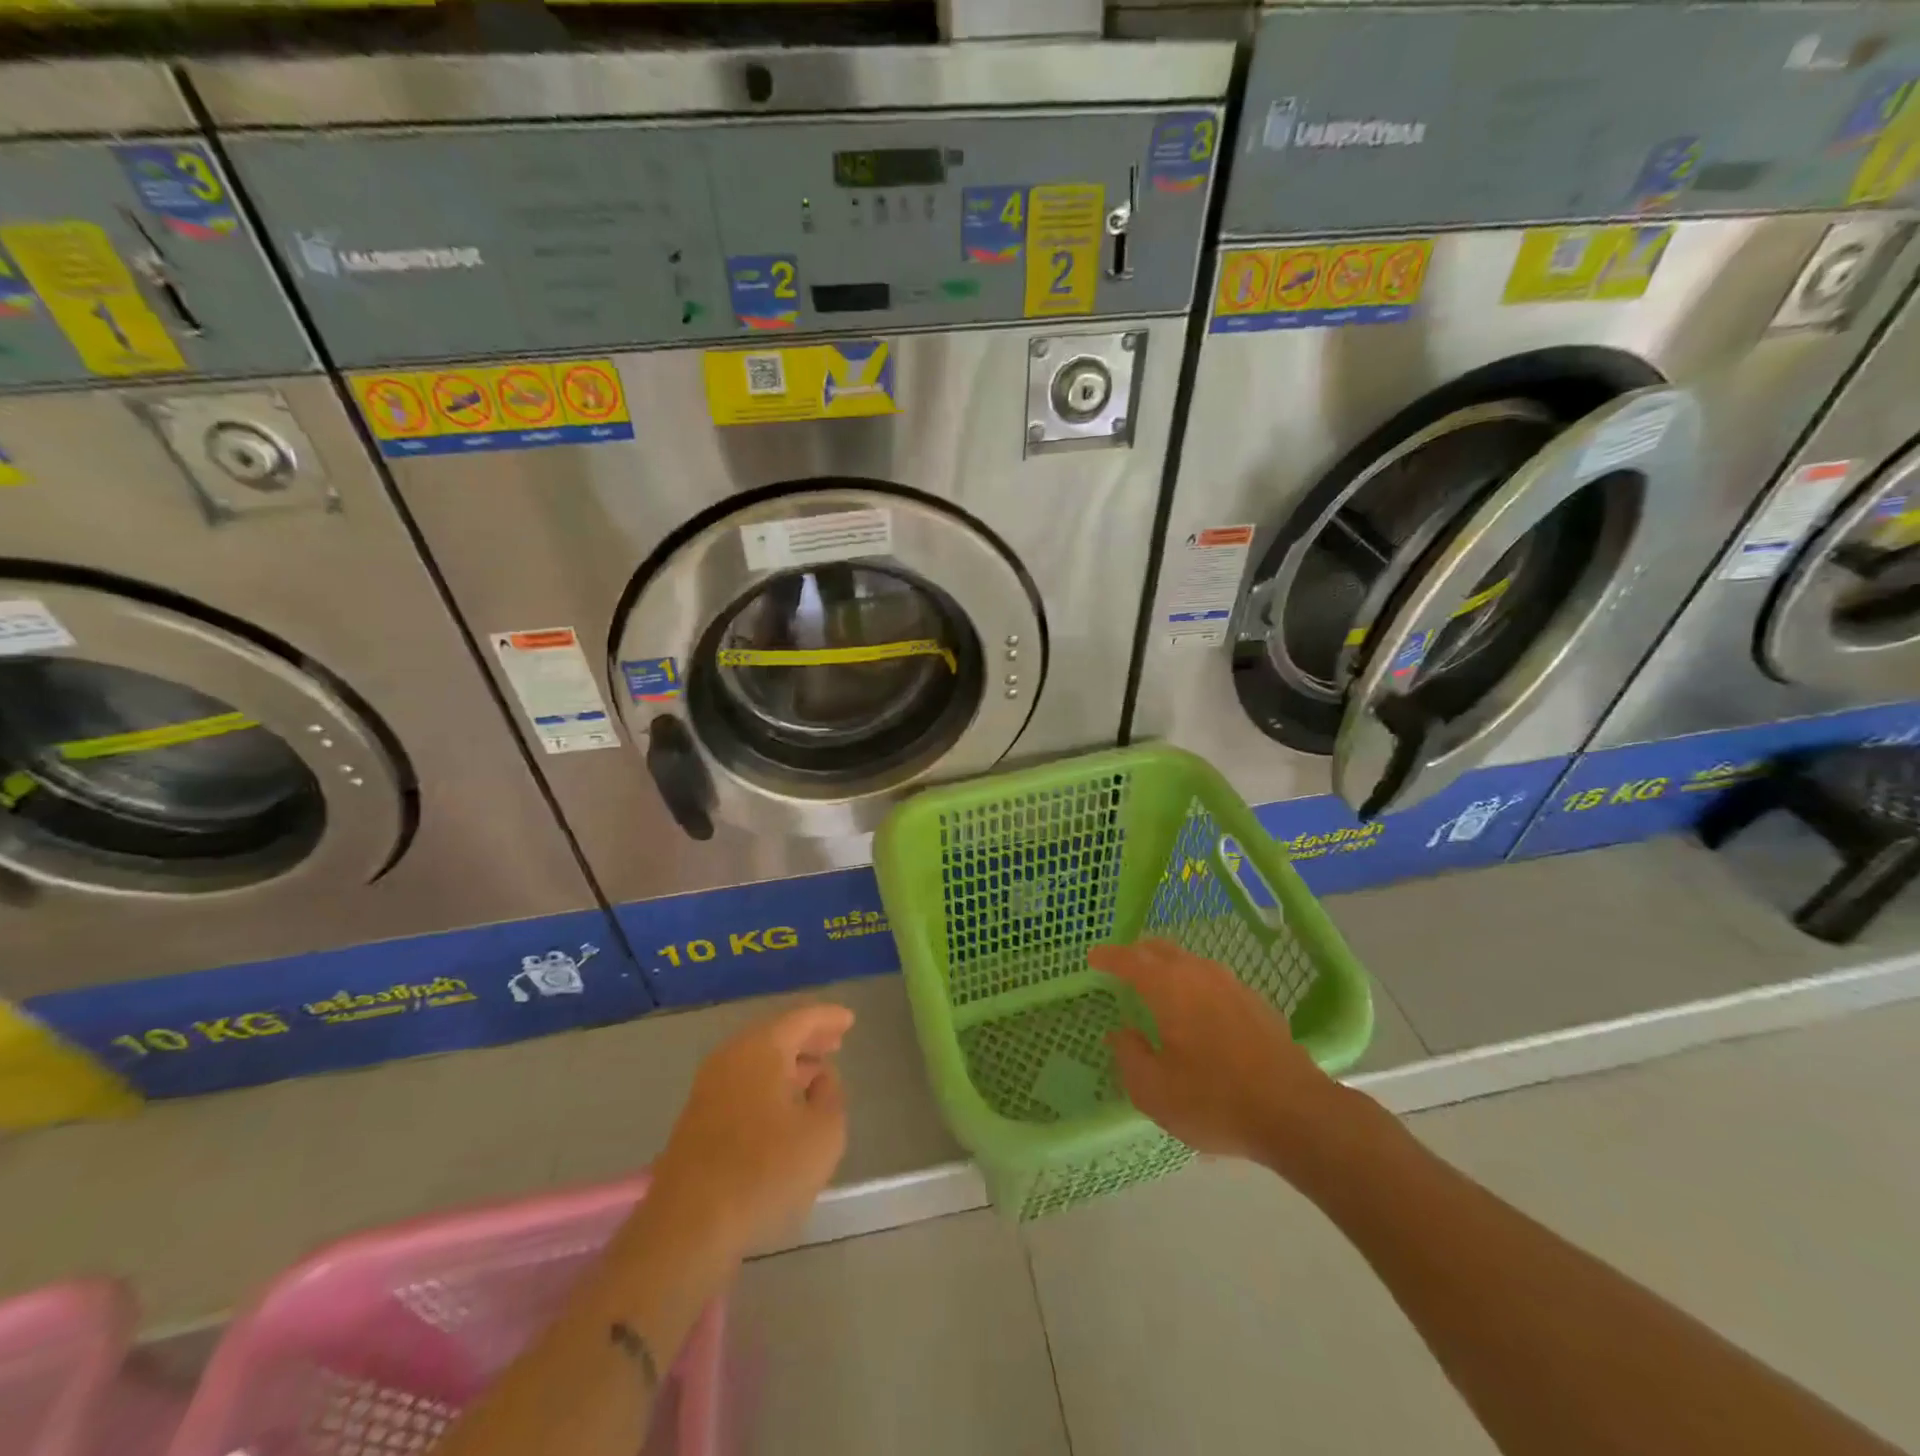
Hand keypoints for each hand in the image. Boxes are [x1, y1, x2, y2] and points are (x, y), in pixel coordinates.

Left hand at [650, 1003, 853, 1258]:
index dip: (828, 1018)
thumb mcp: (823, 1134)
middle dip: (807, 1038)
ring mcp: (709, 1087)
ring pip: (757, 1061)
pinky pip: (743, 1083)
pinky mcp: (697, 1118)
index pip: (801, 1019)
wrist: (689, 1225)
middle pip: (776, 1035)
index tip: (850, 1019)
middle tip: (836, 1042)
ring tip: (816, 1075)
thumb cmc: (765, 1171)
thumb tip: (821, 1079)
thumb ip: (831, 1096)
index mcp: (762, 1048)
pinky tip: (784, 1106)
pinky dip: (768, 1083)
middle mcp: (732, 1056)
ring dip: (788, 1064)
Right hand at [1093, 939, 1343, 1167]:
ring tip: (1156, 986)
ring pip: (1190, 962)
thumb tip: (1121, 1034)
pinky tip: (1196, 1010)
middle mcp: (1199, 974)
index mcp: (1169, 986)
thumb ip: (1129, 1056)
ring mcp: (1232, 985)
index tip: (1093, 957)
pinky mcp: (1256, 1003)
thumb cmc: (1215, 1100)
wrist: (1297, 1113)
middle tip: (1121, 967)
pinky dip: (1193, 984)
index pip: (1129, 959)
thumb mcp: (1155, 1090)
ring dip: (1167, 967)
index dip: (1108, 957)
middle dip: (1137, 954)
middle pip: (1161, 950)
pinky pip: (1212, 980)